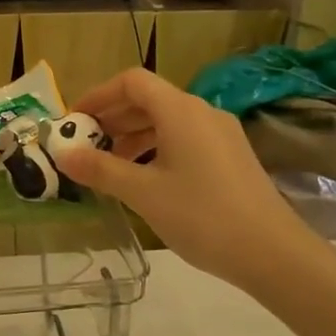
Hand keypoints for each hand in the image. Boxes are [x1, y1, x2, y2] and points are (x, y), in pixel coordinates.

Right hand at [56, 69, 321, 295]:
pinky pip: (185, 139)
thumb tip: (63, 154)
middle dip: (113, 118)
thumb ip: (101, 170)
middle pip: (149, 100)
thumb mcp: (143, 193)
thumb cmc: (201, 216)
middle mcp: (202, 112)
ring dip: (134, 136)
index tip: (74, 121)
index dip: (98, 95)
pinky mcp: (231, 157)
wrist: (272, 253)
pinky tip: (146, 180)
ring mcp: (221, 134)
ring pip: (168, 122)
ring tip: (110, 166)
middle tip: (85, 145)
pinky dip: (157, 149)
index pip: (132, 82)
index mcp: (180, 111)